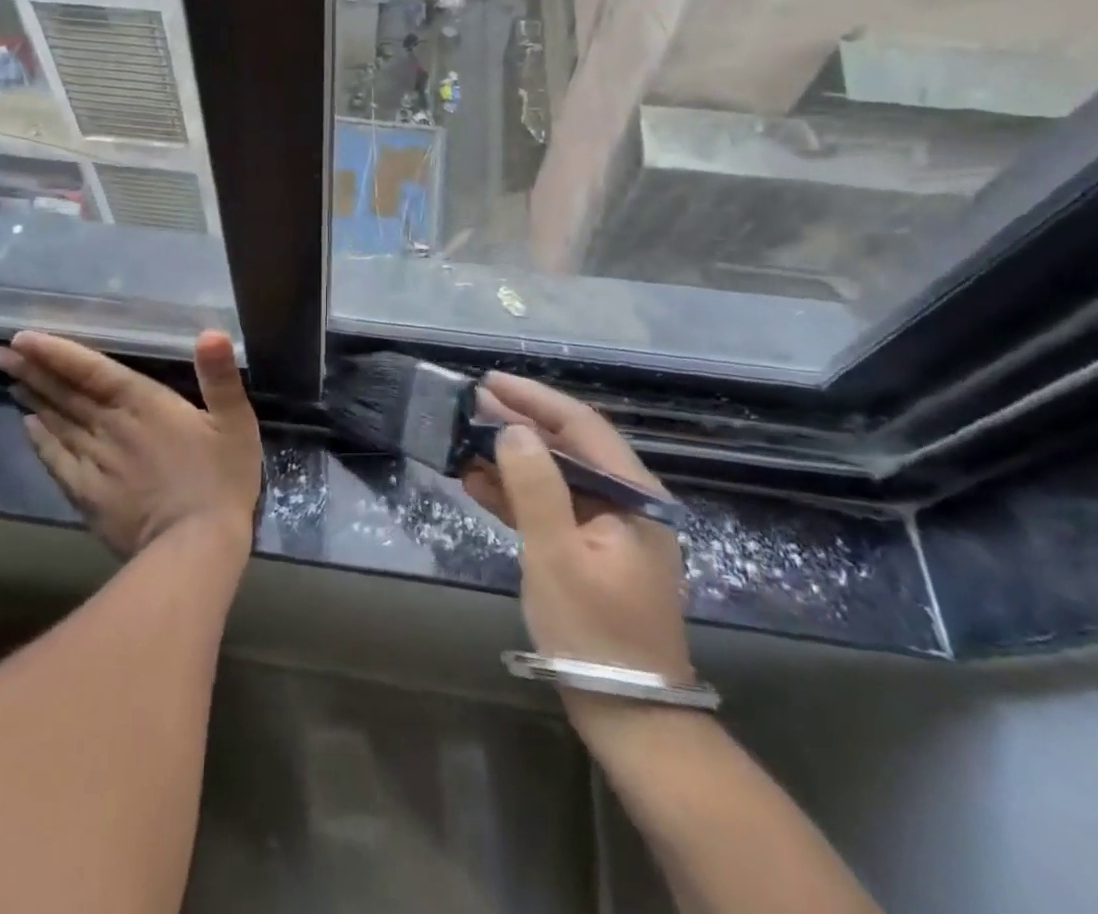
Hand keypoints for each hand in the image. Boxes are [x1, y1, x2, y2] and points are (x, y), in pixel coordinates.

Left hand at [0, 330, 261, 559]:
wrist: (196, 549)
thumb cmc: (222, 479)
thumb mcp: (236, 422)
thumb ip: (221, 377)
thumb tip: (211, 333)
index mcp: (144, 404)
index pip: (91, 370)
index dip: (56, 353)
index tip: (22, 337)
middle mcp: (111, 427)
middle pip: (64, 394)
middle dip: (30, 370)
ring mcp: (95, 463)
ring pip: (56, 423)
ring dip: (31, 399)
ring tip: (8, 379)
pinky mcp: (88, 496)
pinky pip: (56, 461)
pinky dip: (40, 441)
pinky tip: (28, 428)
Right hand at [461, 373, 692, 688]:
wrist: (630, 717)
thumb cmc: (595, 633)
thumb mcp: (557, 556)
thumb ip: (535, 487)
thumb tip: (511, 429)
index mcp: (632, 494)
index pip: (580, 426)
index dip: (533, 399)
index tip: (489, 381)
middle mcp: (625, 501)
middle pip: (566, 447)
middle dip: (516, 425)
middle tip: (468, 407)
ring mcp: (607, 527)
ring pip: (554, 476)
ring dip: (511, 458)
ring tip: (464, 439)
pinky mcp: (588, 550)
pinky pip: (550, 508)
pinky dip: (516, 494)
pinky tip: (478, 482)